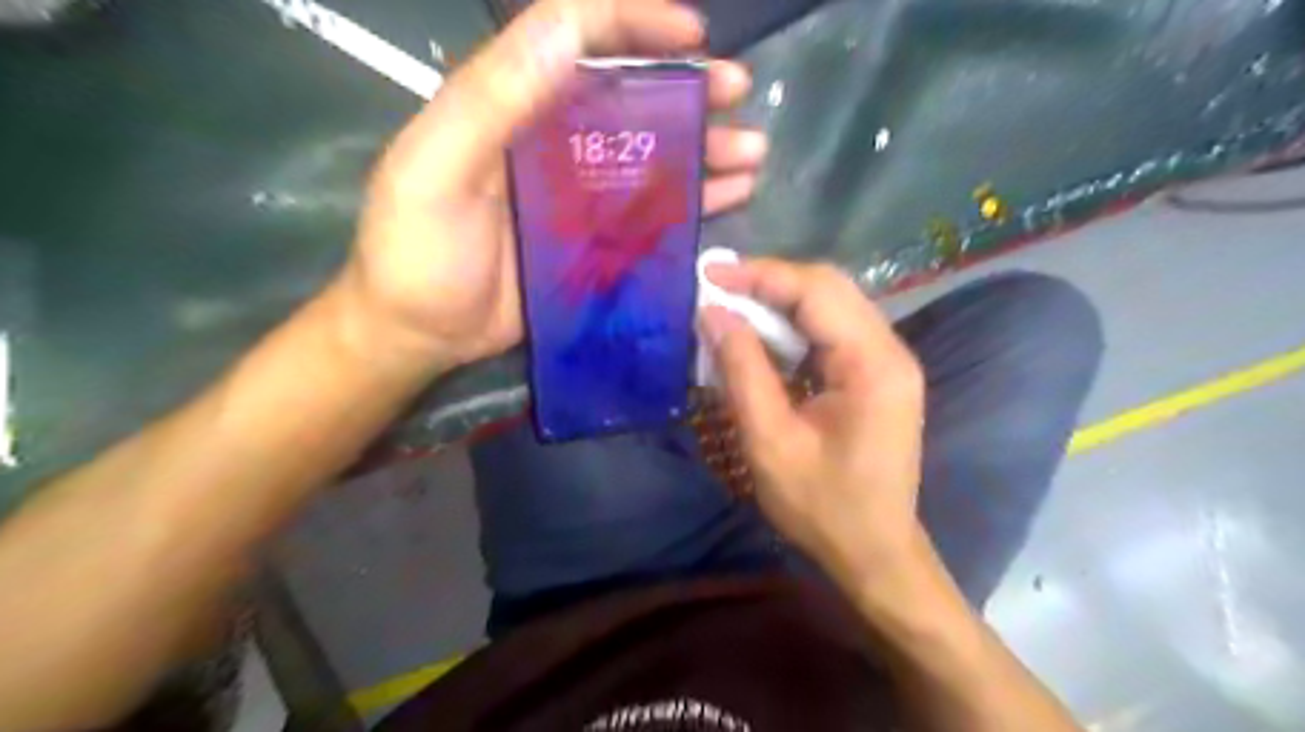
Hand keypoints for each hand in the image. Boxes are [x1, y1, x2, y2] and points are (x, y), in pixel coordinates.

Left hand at [333, 0, 766, 371]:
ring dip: (703, 145)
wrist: (422, 334)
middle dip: (687, 86)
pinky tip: (731, 196)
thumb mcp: (434, 171)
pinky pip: (652, 210)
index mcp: (509, 106)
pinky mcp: (596, 238)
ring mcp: (579, 192)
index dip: (633, 24)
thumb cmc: (417, 253)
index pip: (574, 36)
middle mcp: (552, 138)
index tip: (691, 35)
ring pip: (651, 153)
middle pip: (628, 95)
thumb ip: (491, 102)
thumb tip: (565, 29)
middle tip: (737, 90)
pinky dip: (693, 200)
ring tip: (751, 151)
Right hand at [703, 259, 926, 585]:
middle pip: (829, 288)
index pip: (816, 291)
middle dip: (769, 281)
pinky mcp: (877, 376)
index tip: (710, 274)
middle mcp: (890, 350)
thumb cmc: (823, 507)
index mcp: (873, 364)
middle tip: (717, 287)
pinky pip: (833, 331)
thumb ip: (743, 370)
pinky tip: (762, 336)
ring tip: (732, 306)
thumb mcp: (770, 441)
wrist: (875, 553)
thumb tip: (713, 314)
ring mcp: (888, 362)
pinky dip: (794, 325)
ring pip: (832, 305)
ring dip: (780, 301)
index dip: (760, 275)